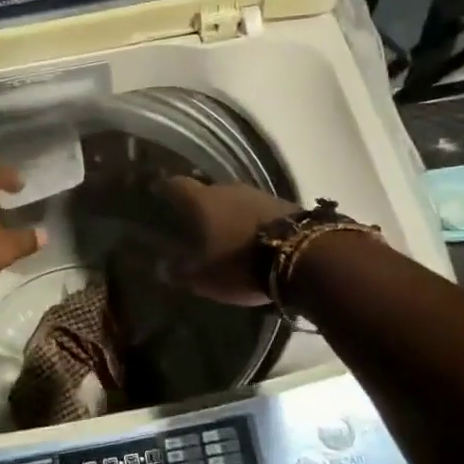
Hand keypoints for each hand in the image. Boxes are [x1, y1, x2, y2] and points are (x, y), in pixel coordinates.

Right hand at [161, 177, 299, 305]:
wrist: (305, 258)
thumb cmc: (242, 264)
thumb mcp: (205, 278)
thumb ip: (181, 272)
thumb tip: (162, 268)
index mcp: (203, 201)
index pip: (177, 185)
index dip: (165, 188)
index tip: (157, 191)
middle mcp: (229, 189)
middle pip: (208, 191)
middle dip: (201, 206)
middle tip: (193, 222)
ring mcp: (260, 194)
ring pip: (236, 200)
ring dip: (229, 213)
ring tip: (225, 232)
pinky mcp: (285, 204)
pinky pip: (259, 210)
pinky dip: (252, 221)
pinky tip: (253, 237)